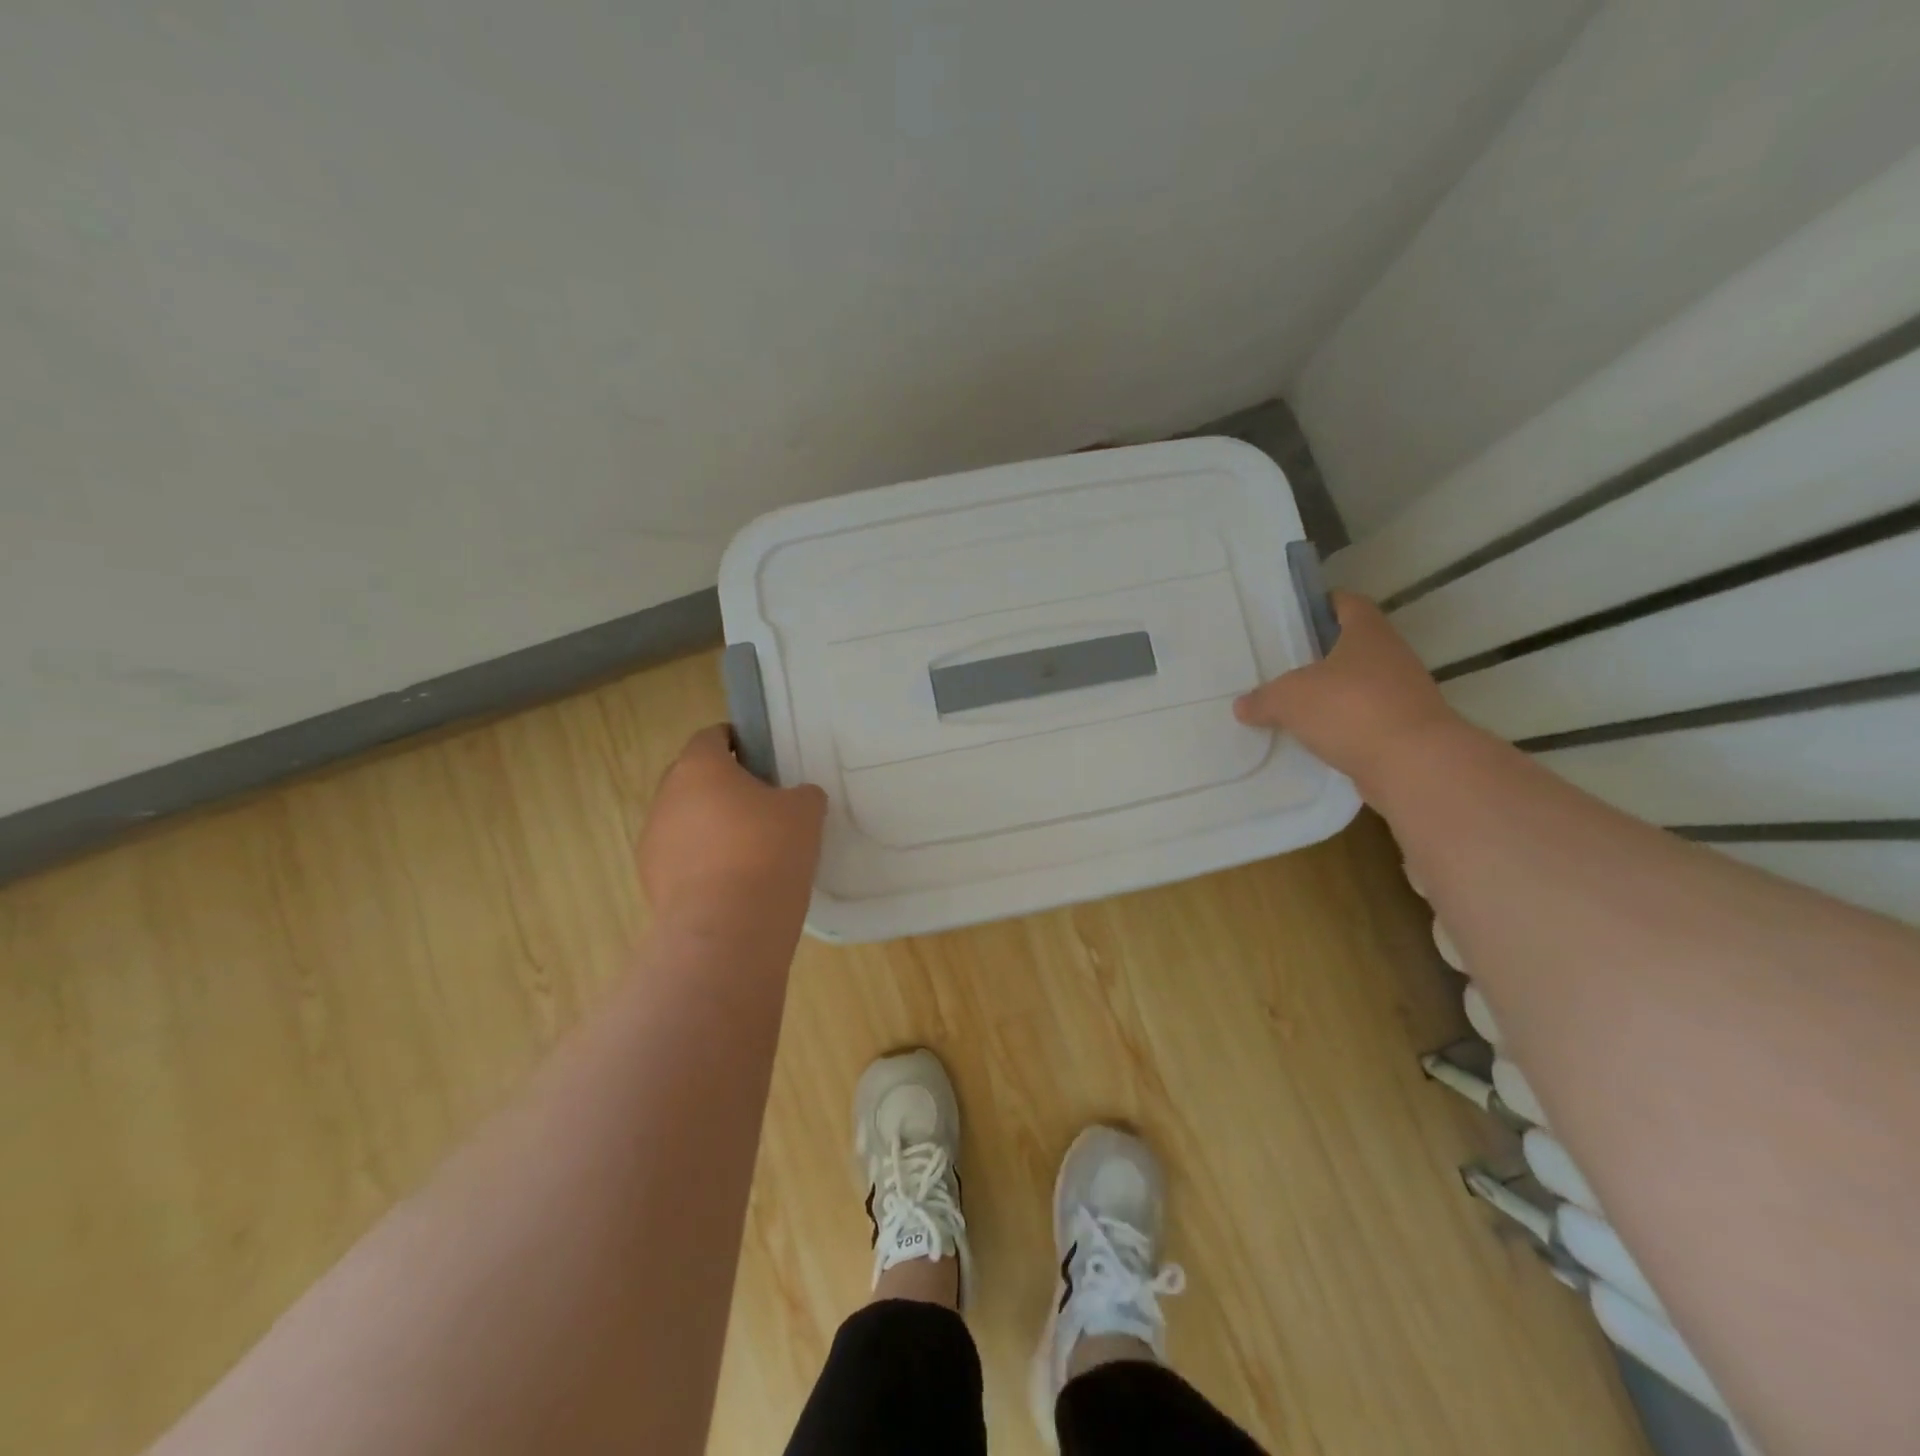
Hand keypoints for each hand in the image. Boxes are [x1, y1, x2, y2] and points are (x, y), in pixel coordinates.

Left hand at [637, 725, 827, 930]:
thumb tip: (796, 798)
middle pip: (692, 778)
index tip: (760, 757)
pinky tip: (731, 882)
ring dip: (708, 827)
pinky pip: (679, 858)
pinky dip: (701, 862)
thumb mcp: (805, 812)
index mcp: (700, 767)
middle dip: (721, 786)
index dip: (736, 741)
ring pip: (683, 820)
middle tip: (758, 805)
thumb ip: (801, 794)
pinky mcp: (650, 881)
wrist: (728, 926)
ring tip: (746, 850)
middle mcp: (667, 796)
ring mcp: (653, 840)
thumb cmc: (768, 850)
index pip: (711, 737)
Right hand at [1233, 592, 1461, 794]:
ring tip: (1296, 706)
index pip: (1349, 604)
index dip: (1325, 605)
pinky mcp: (1406, 731)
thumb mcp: (1289, 699)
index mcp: (1368, 633)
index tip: (1300, 614)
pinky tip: (1316, 740)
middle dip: (1323, 655)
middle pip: (1355, 647)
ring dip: (1334, 695)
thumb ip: (1263, 699)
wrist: (1413, 764)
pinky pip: (1366, 721)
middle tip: (1286, 664)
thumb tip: (1243, 705)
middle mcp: (1392, 657)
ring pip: (1361, 686)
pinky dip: (1344, 728)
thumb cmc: (1350, 708)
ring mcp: (1404, 695)